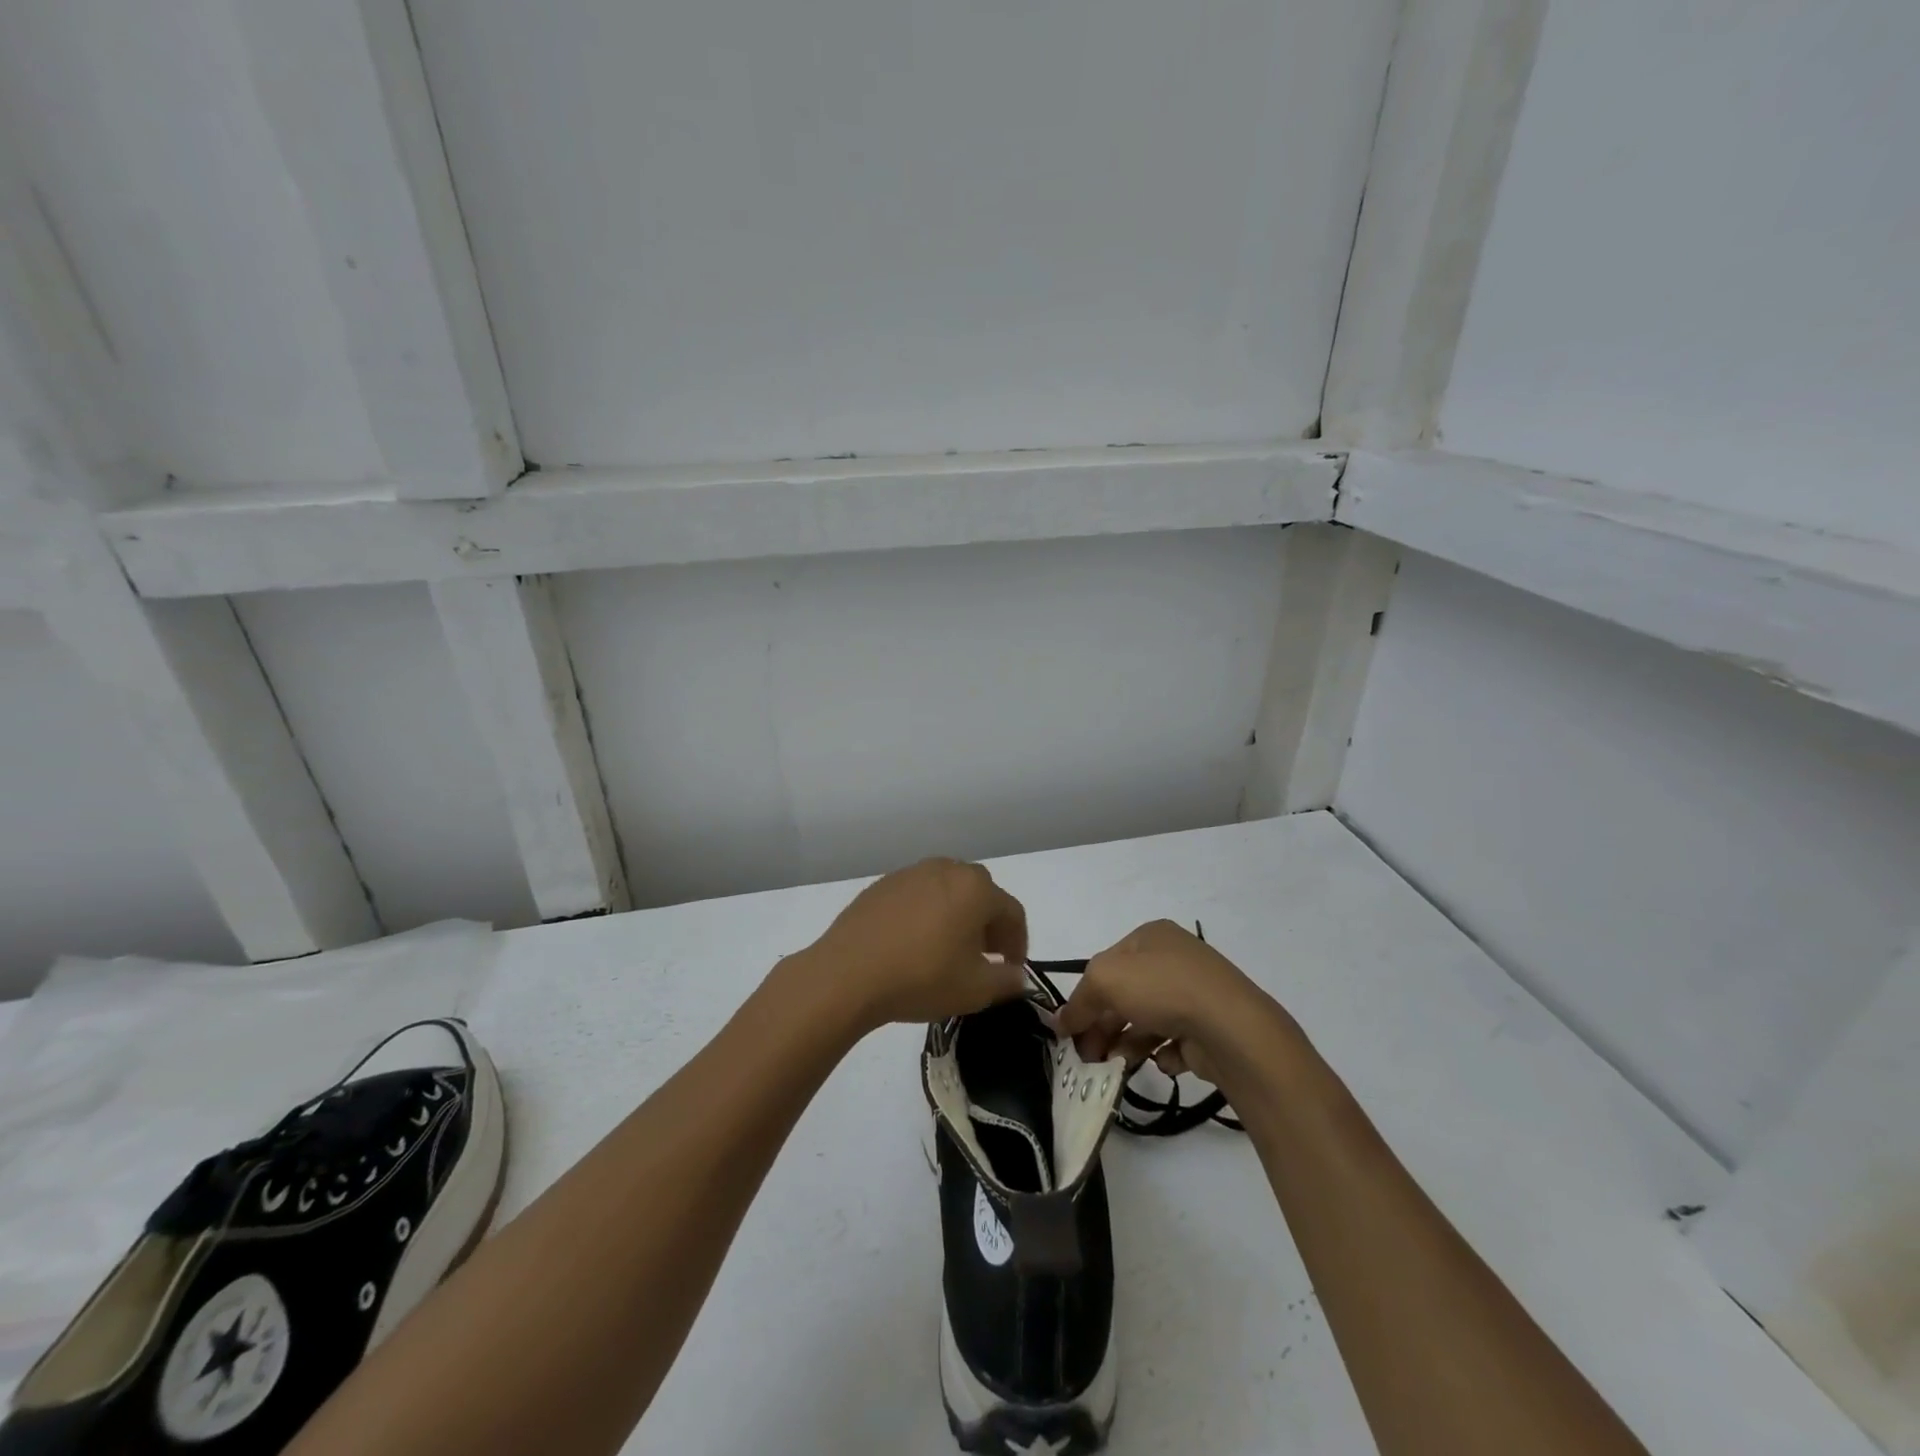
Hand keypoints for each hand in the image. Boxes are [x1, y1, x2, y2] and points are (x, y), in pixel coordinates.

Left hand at [795, 859, 1029, 1030]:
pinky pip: (918, 896)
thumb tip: (1019, 976)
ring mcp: (911, 873)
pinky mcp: (882, 884)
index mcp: (976, 888)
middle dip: (989, 925)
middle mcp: (946, 869)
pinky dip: (926, 914)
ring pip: (947, 891)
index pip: (1012, 912)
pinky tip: (914, 943)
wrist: (847, 974)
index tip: (1013, 968)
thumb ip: (1007, 980)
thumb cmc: (921, 978)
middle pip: (981, 894)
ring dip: (957, 916)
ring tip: (948, 950)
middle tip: (984, 957)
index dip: (1018, 942)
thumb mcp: (975, 990)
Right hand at [1055, 920, 1293, 1087]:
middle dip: (1103, 1024)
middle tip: (1087, 1055)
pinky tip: (1160, 1061)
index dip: (1085, 995)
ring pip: (1148, 1020)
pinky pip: (1176, 1042)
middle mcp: (1175, 959)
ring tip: (1115, 1065)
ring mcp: (1196, 994)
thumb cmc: (1162, 988)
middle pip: (1126, 994)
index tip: (1070, 1029)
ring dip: (1127, 1042)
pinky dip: (1163, 1054)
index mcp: (1151, 936)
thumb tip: (1062, 1022)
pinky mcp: (1211, 1028)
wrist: (1231, 1027)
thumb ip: (1079, 1000)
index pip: (1107, 964)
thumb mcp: (1104, 980)